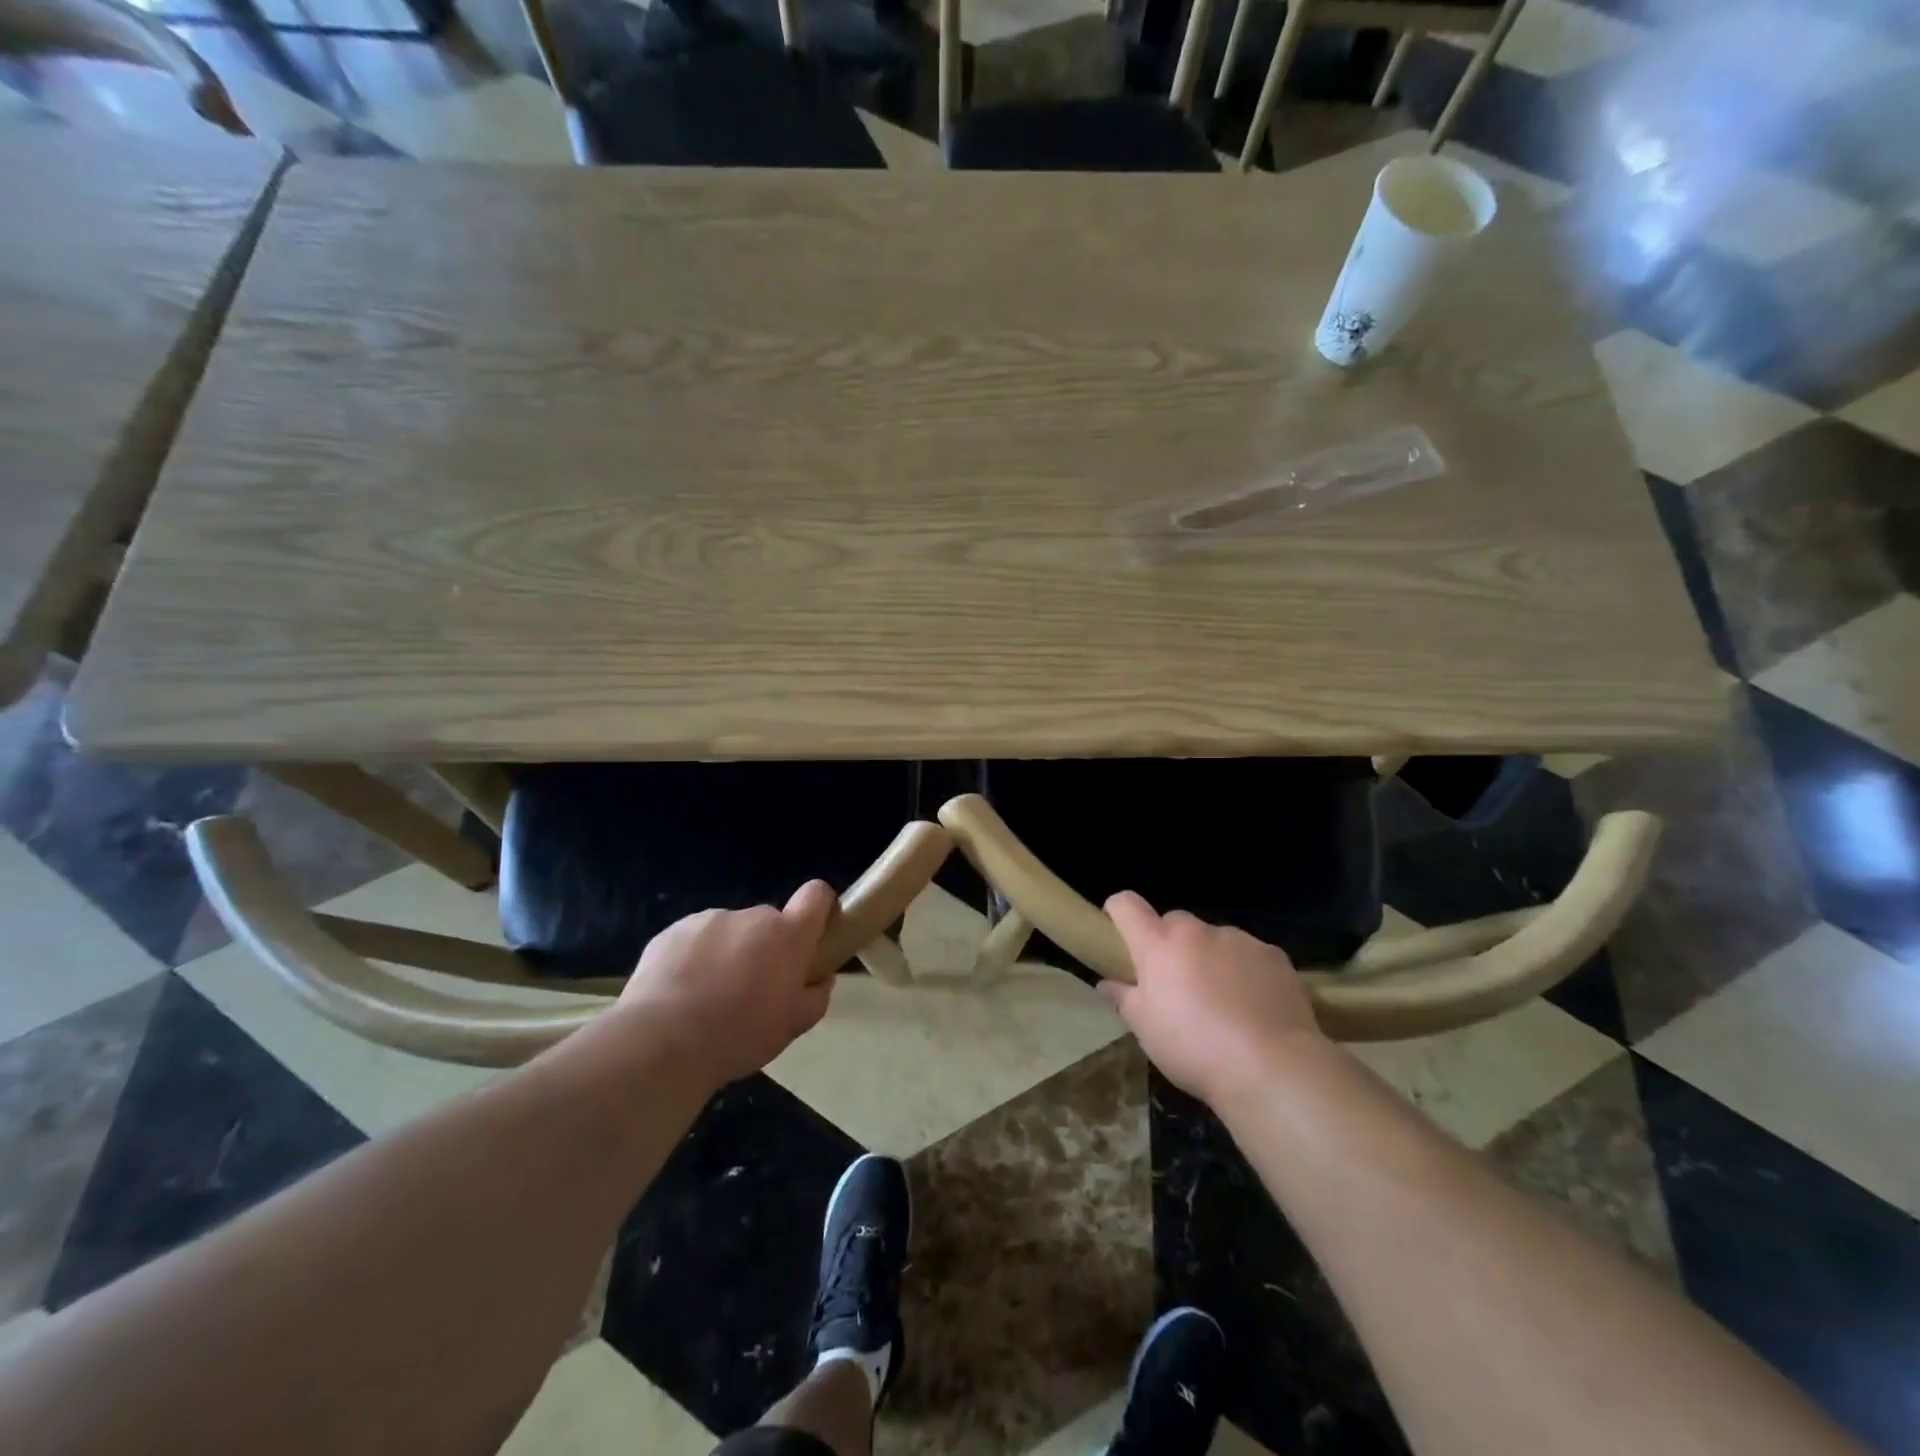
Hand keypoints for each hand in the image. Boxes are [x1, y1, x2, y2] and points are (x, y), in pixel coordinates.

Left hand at [615, 881, 836, 1088]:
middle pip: (768, 923)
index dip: (819, 908)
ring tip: (707, 998)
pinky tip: (678, 995)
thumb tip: (820, 980)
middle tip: (750, 989)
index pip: (816, 895)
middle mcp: (751, 917)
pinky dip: (692, 959)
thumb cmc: (739, 1034)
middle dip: (765, 948)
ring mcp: (708, 920)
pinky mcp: (671, 931)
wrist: (662, 1042)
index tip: (812, 935)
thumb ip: (815, 997)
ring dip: (727, 953)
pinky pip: (693, 940)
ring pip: (729, 932)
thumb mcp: (792, 1027)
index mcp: (787, 935)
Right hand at [1102, 891, 1326, 1108]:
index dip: (1118, 912)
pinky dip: (1244, 971)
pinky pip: (1248, 954)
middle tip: (1175, 984)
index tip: (1118, 933)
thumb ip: (1123, 998)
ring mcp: (1238, 940)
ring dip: (1209, 958)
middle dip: (1169, 945)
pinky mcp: (1273, 955)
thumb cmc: (1194, 1048)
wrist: (1272, 1068)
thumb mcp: (1145, 1030)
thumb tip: (1107, 983)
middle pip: (1173, 923)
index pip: (1127, 905)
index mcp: (1159, 945)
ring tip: (1222, 1002)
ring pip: (1213, 939)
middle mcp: (1197, 932)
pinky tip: (1254, 1007)